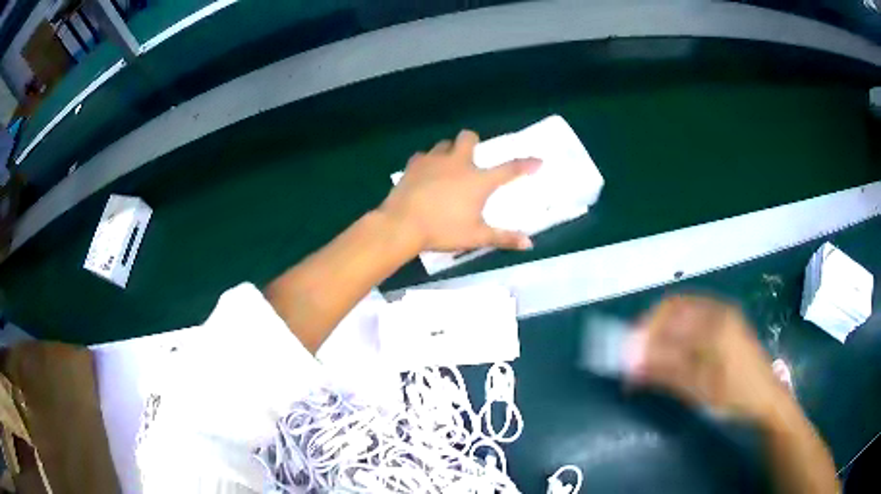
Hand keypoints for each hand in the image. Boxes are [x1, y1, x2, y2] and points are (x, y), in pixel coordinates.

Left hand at [379, 130, 540, 251]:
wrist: (403, 224)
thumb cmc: (443, 230)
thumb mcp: (476, 237)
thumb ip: (503, 238)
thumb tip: (529, 244)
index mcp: (478, 180)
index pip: (508, 169)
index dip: (525, 164)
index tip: (537, 160)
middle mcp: (458, 163)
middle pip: (468, 137)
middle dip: (473, 142)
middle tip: (472, 158)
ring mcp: (434, 160)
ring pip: (444, 144)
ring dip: (450, 151)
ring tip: (447, 167)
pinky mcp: (414, 164)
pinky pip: (423, 156)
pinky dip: (427, 162)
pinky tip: (425, 174)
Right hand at [628, 295, 790, 420]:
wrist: (767, 399)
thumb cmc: (735, 396)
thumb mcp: (699, 389)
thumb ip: (665, 372)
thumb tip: (630, 364)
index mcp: (714, 323)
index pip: (668, 316)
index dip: (643, 333)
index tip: (626, 355)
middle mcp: (718, 310)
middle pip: (674, 307)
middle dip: (650, 329)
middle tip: (635, 355)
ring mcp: (724, 314)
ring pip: (683, 312)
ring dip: (662, 331)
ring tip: (650, 357)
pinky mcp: (726, 323)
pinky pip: (694, 318)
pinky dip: (677, 332)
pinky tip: (672, 352)